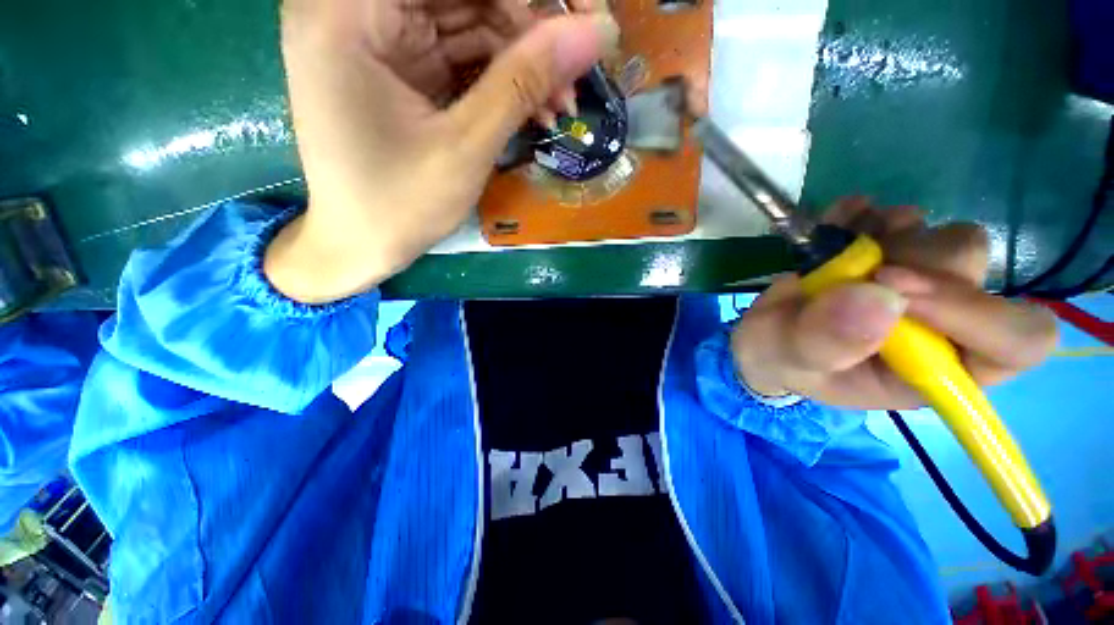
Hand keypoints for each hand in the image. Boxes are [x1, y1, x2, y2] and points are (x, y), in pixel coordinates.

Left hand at [266, 0, 618, 302]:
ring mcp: (380, 38)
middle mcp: (356, 8)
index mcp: (349, 11)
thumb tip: (595, 32)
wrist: (360, 246)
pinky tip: (535, 110)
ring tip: (562, 106)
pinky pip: (463, 55)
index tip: (583, 18)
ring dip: (524, 62)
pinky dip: (503, 81)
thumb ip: (524, 82)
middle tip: (576, 75)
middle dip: (531, 31)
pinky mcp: (401, 67)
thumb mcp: (465, 147)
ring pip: (471, 22)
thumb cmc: (399, 206)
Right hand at [731, 197, 1058, 409]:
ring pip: (949, 236)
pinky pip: (901, 215)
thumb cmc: (781, 358)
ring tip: (839, 257)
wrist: (765, 333)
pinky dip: (867, 214)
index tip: (894, 289)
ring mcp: (923, 281)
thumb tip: (881, 297)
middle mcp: (945, 322)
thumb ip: (828, 342)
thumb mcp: (791, 360)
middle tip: (860, 270)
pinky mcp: (893, 250)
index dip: (975, 311)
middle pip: (978, 270)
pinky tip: (837, 229)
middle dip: (916, 262)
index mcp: (937, 369)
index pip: (1016, 341)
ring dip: (890, 237)